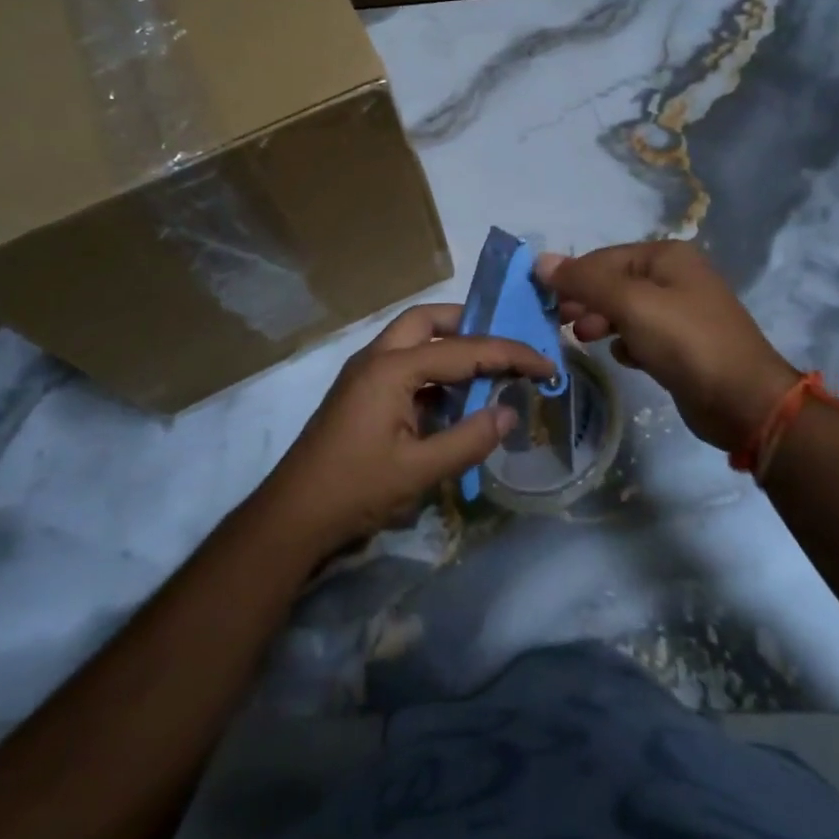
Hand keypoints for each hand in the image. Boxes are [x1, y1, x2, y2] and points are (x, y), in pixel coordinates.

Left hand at [262, 304, 553, 556]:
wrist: (292, 517)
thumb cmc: (355, 490)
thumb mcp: (420, 471)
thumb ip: (469, 439)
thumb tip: (509, 413)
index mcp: (392, 367)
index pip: (464, 349)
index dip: (510, 355)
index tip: (546, 364)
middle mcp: (377, 357)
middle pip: (429, 321)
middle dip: (471, 326)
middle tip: (506, 349)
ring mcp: (365, 373)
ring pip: (414, 340)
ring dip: (451, 348)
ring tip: (489, 371)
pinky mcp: (361, 393)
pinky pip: (405, 366)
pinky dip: (434, 373)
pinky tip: (455, 400)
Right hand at [537, 241, 794, 453]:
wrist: (743, 401)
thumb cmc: (685, 341)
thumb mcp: (630, 304)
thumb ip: (585, 282)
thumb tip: (541, 261)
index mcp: (667, 256)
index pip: (604, 258)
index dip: (571, 277)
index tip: (542, 302)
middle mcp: (675, 277)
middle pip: (614, 282)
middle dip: (585, 301)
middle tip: (558, 323)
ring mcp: (681, 312)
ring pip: (626, 310)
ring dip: (601, 322)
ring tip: (584, 340)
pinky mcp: (683, 346)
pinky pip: (642, 336)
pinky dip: (628, 344)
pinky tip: (624, 358)